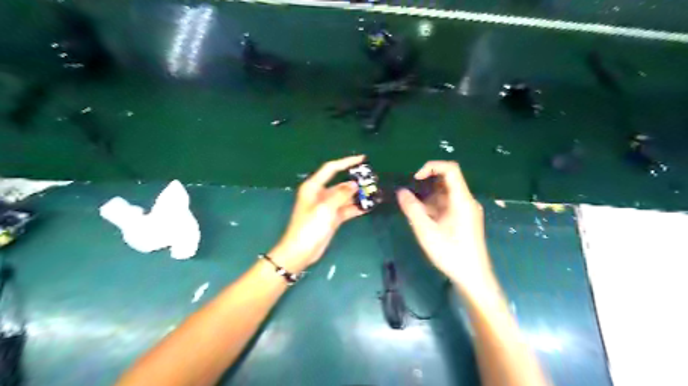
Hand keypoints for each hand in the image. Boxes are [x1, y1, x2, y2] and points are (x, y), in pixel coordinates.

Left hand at [269, 155, 367, 273]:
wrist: (300, 252)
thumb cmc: (309, 227)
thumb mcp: (325, 208)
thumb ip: (341, 194)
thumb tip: (354, 184)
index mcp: (314, 187)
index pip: (331, 168)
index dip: (346, 162)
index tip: (363, 159)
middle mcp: (321, 194)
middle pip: (341, 183)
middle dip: (356, 182)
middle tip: (374, 180)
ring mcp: (327, 207)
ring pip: (346, 197)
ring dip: (358, 196)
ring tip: (375, 193)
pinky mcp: (332, 218)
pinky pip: (347, 209)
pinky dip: (356, 208)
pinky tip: (369, 207)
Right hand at [398, 161, 494, 291]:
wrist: (473, 277)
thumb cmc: (450, 254)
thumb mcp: (426, 231)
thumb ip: (412, 209)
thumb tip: (401, 192)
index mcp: (461, 200)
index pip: (450, 169)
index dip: (431, 167)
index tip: (415, 178)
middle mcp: (467, 201)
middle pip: (447, 181)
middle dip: (426, 186)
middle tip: (412, 199)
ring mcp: (467, 210)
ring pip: (446, 194)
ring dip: (429, 198)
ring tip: (416, 213)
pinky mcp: (465, 219)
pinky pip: (448, 205)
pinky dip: (435, 207)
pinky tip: (426, 221)